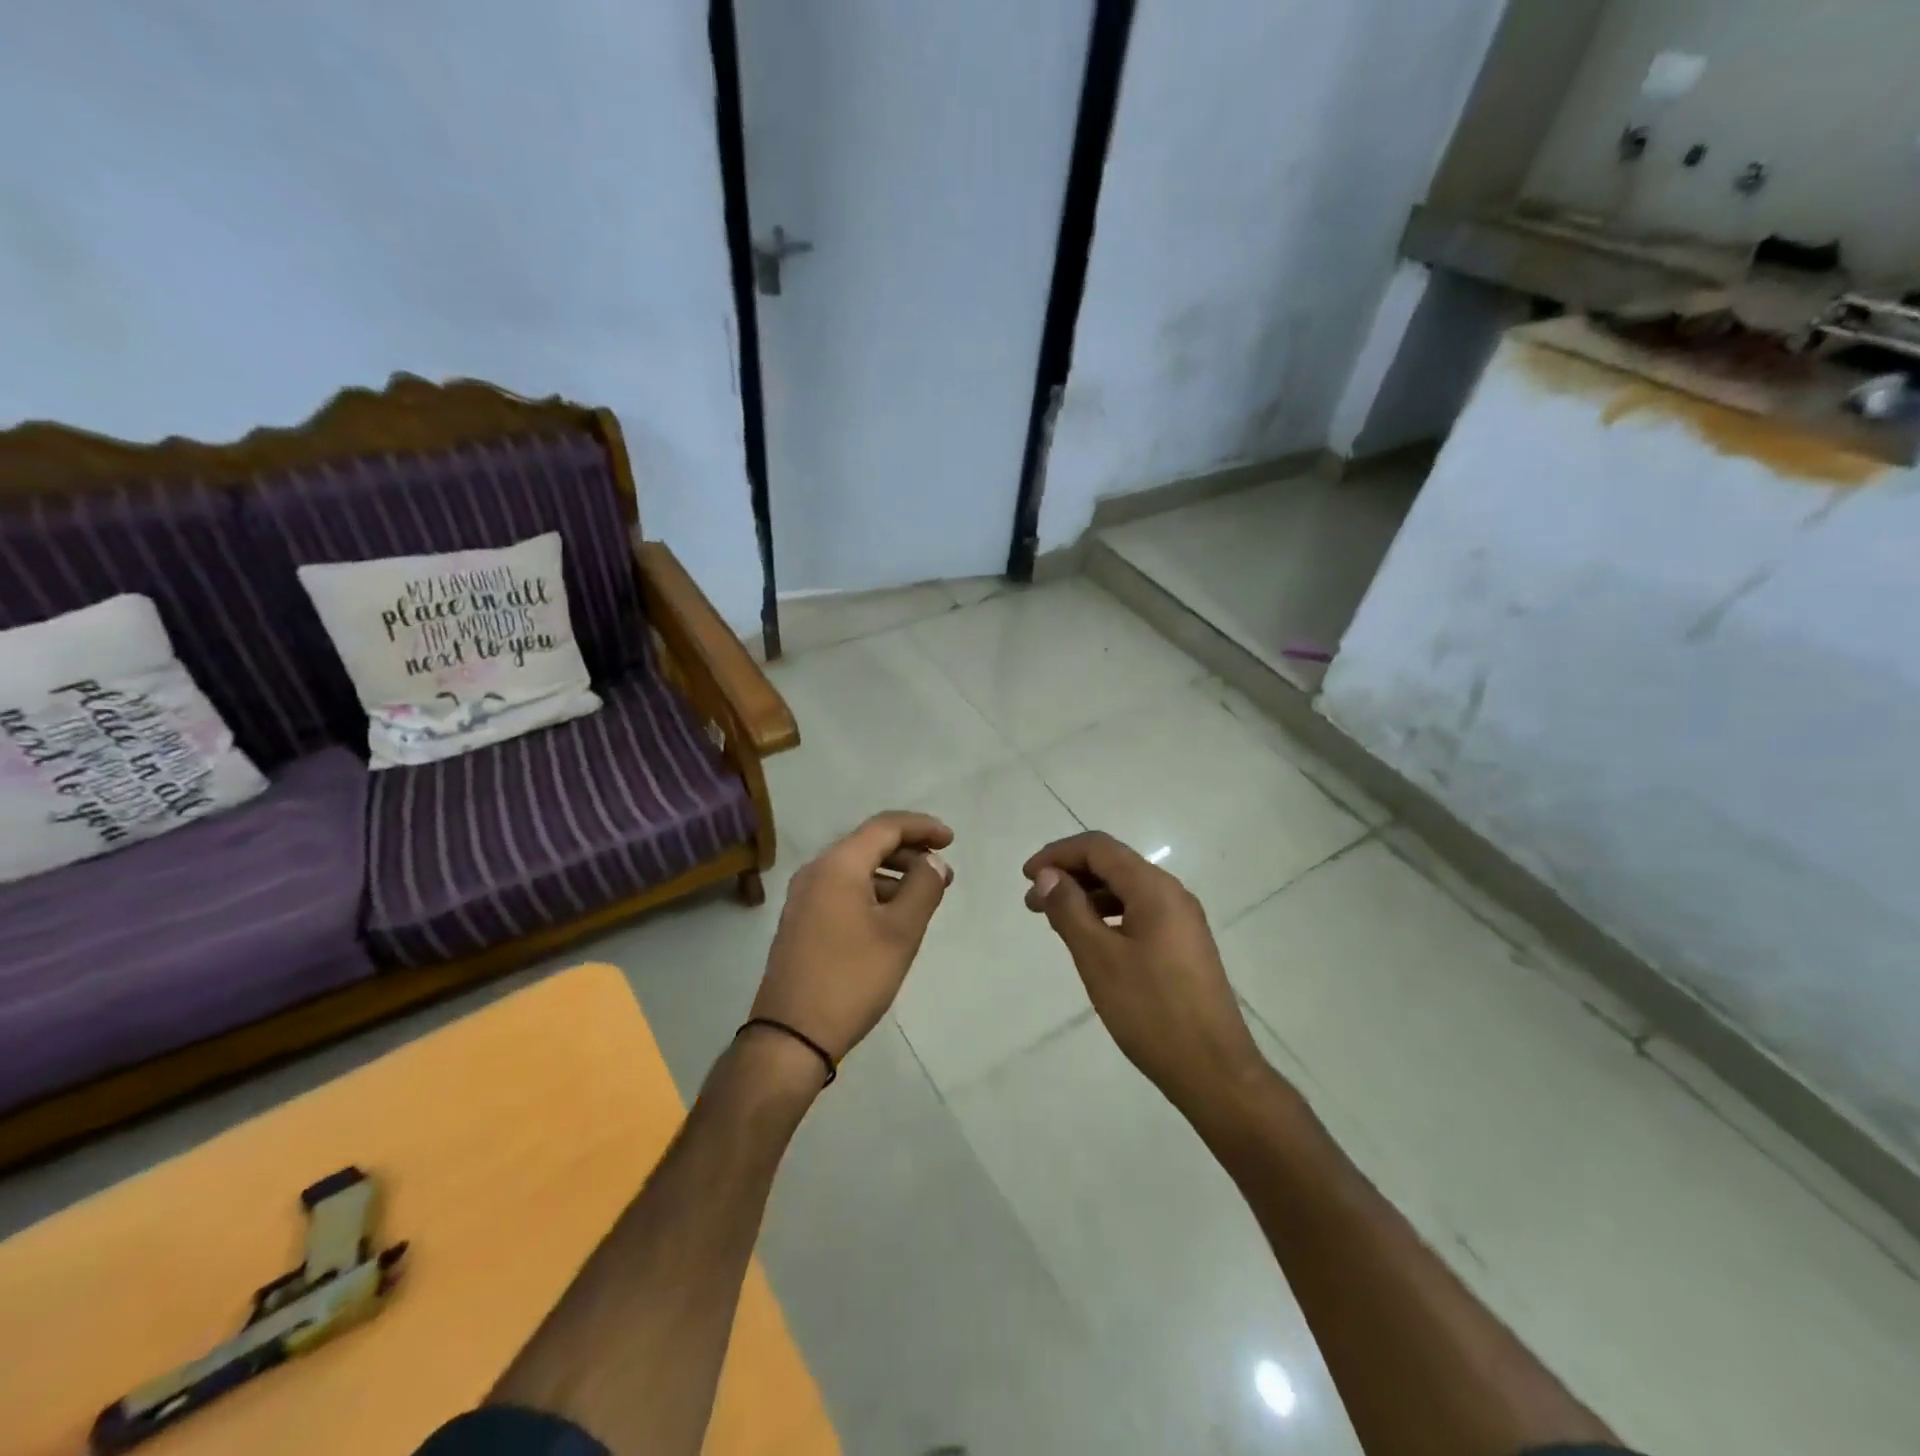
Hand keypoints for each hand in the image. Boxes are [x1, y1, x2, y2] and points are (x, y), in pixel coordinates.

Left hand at [752, 811, 954, 1064]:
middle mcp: (815, 871)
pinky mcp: (801, 921)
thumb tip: (933, 862)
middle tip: (943, 873)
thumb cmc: (853, 978)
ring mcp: (803, 897)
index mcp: (837, 865)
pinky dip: (872, 892)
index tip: (951, 840)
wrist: (791, 1036)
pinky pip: (842, 890)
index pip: (885, 826)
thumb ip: (924, 888)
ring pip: (855, 869)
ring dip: (892, 874)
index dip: (921, 827)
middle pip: (868, 844)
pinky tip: (892, 917)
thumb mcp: (901, 932)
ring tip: (924, 897)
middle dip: (909, 852)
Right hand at [1024, 831, 1267, 1115]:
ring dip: (1086, 897)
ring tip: (1053, 921)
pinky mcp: (1183, 946)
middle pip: (1113, 865)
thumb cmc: (1151, 1011)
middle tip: (1032, 903)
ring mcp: (1182, 921)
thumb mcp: (1100, 958)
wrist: (1214, 1071)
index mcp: (1154, 889)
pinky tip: (1089, 940)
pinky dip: (1107, 916)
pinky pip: (1138, 914)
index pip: (1099, 848)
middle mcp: (1172, 894)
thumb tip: (1048, 875)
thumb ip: (1070, 910)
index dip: (1058, 854)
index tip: (1026, 878)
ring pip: (1125, 891)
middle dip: (1069, 875)